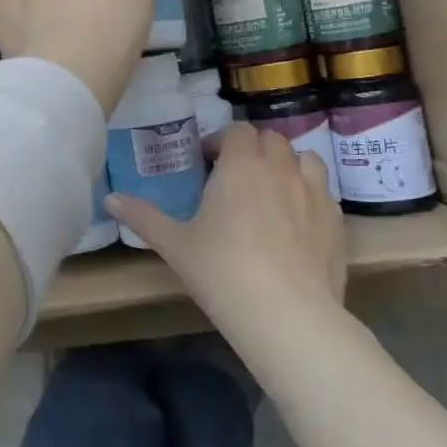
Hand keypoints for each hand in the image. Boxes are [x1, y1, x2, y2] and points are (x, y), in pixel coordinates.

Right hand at [107, 122, 346, 320]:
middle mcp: (281, 168)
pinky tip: (297, 222)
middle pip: (272, 139)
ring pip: (305, 158)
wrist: (287, 315)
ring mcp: (315, 193)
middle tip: (236, 177)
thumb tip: (109, 199)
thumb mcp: (175, 245)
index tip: (208, 163)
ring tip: (272, 191)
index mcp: (241, 165)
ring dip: (287, 165)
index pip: (237, 131)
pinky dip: (309, 194)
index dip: (222, 142)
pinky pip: (324, 192)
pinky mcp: (337, 221)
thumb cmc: (223, 271)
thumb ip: (142, 217)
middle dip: (254, 149)